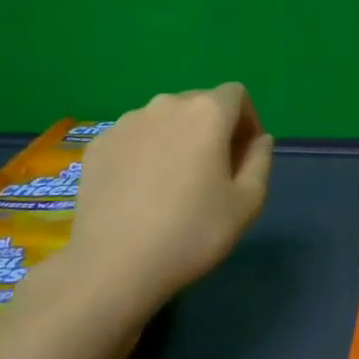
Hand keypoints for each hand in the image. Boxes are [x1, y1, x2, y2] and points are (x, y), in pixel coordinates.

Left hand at [59, 85, 274, 311]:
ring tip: (175, 184)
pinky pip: (134, 138)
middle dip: (214, 129)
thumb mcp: (247, 203)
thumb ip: (260, 161)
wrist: (114, 264)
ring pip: (164, 120)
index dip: (248, 121)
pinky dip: (146, 153)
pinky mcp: (98, 145)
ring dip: (178, 139)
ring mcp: (125, 123)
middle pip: (199, 103)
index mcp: (205, 113)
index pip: (236, 95)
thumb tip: (259, 139)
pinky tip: (141, 192)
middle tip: (214, 173)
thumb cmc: (192, 232)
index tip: (245, 158)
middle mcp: (164, 105)